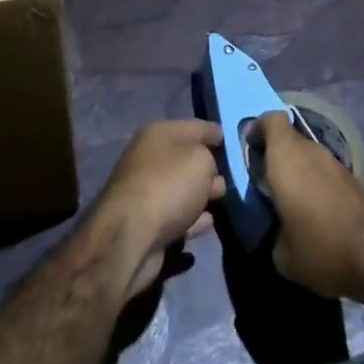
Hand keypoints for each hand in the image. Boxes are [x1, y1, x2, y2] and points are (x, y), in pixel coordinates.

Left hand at [89, 120, 225, 299]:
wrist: (130, 236)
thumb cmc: (168, 185)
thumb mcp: (200, 160)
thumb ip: (210, 158)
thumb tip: (209, 169)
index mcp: (157, 134)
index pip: (193, 126)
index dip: (214, 132)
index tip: (233, 141)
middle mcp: (148, 158)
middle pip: (185, 158)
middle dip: (209, 166)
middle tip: (232, 175)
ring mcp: (146, 192)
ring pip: (181, 188)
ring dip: (200, 194)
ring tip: (222, 199)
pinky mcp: (146, 224)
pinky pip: (177, 216)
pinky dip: (192, 219)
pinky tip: (208, 223)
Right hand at [255, 110, 363, 300]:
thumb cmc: (320, 247)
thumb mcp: (282, 254)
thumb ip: (271, 230)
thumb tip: (277, 229)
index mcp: (286, 157)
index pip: (270, 119)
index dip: (257, 128)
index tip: (250, 151)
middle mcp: (309, 150)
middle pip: (287, 137)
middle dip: (274, 153)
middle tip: (266, 181)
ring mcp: (333, 162)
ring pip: (306, 153)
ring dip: (296, 169)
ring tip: (290, 200)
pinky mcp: (351, 178)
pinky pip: (322, 169)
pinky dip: (314, 181)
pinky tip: (314, 211)